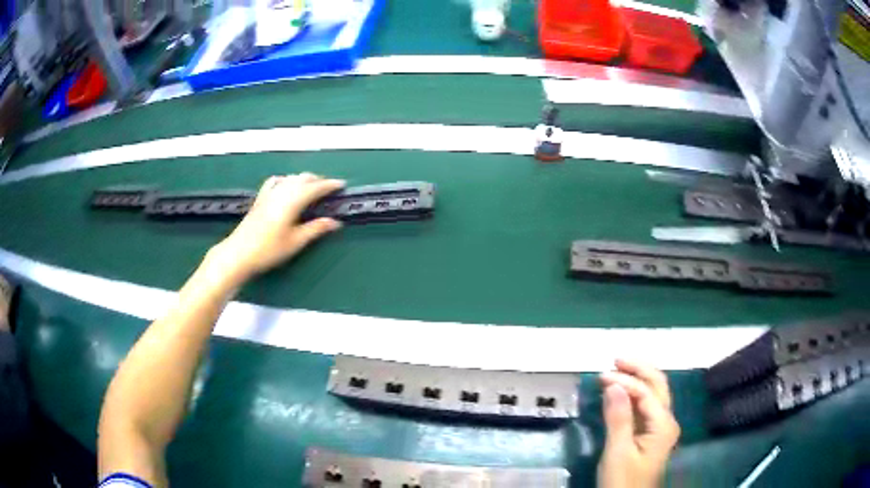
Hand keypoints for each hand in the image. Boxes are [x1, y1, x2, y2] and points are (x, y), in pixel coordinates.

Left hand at [209, 173, 344, 282]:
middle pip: (303, 178)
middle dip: (318, 180)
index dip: (329, 185)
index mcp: (293, 201)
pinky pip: (275, 181)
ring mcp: (269, 193)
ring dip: (303, 179)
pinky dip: (286, 180)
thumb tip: (335, 222)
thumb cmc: (269, 250)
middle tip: (329, 188)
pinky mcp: (260, 198)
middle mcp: (281, 192)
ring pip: (290, 178)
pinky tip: (286, 185)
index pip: (315, 188)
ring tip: (311, 186)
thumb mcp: (296, 242)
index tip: (341, 185)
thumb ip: (316, 229)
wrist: (239, 253)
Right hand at [597, 359, 680, 487]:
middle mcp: (666, 420)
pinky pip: (644, 406)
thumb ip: (618, 418)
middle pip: (658, 385)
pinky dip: (632, 395)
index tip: (600, 376)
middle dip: (638, 369)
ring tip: (615, 371)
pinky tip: (619, 392)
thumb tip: (613, 383)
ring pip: (652, 394)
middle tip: (615, 360)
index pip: (646, 392)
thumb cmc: (622, 481)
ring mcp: (659, 427)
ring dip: (636, 379)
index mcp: (663, 424)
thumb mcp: (618, 451)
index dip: (625, 380)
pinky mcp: (650, 434)